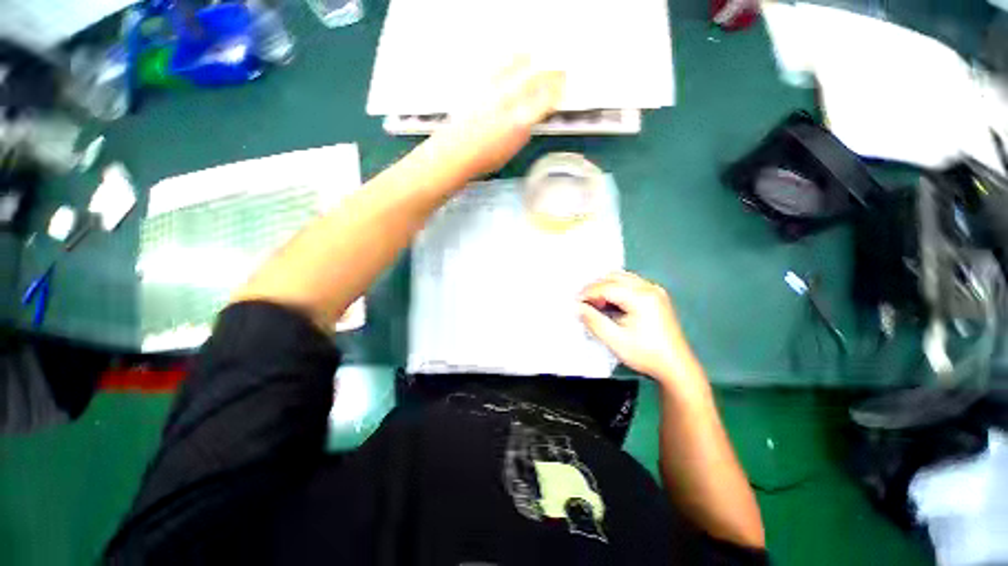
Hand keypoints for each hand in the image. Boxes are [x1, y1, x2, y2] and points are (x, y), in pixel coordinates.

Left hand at [428, 56, 564, 178]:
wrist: (455, 151)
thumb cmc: (484, 157)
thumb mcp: (512, 149)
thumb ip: (525, 129)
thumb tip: (533, 114)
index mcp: (519, 122)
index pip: (546, 97)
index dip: (558, 90)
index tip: (563, 87)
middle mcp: (508, 101)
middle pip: (537, 75)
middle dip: (553, 71)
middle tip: (560, 71)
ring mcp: (493, 88)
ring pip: (519, 62)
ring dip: (534, 59)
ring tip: (539, 59)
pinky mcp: (478, 81)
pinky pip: (499, 61)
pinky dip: (512, 56)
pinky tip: (517, 55)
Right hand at [579, 272, 705, 393]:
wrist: (676, 366)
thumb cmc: (645, 354)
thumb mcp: (615, 340)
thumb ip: (593, 321)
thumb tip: (578, 307)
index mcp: (641, 297)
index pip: (607, 287)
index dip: (588, 293)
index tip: (575, 302)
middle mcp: (649, 288)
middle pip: (615, 277)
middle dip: (596, 287)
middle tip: (584, 302)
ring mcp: (655, 290)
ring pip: (623, 278)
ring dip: (606, 286)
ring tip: (595, 303)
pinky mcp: (657, 296)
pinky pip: (631, 284)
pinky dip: (617, 289)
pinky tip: (610, 303)